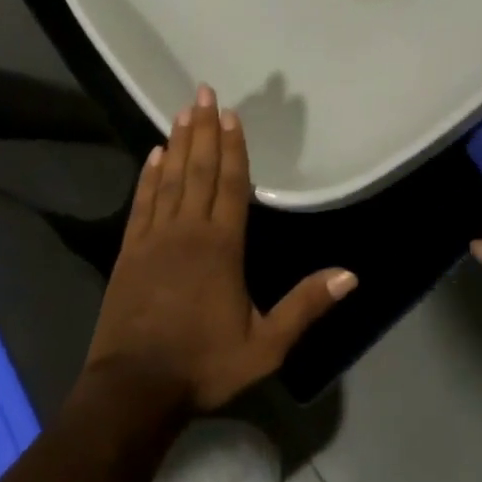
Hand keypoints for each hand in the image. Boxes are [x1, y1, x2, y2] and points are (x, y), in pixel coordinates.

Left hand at [84, 85, 357, 412]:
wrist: (134, 389)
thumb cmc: (204, 364)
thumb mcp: (266, 347)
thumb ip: (305, 306)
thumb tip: (351, 275)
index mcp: (222, 246)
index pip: (231, 184)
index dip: (232, 147)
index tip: (231, 114)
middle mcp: (188, 230)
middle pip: (199, 169)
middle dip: (203, 128)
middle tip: (203, 92)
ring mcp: (155, 237)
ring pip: (170, 178)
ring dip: (178, 142)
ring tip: (182, 111)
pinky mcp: (130, 251)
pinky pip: (143, 202)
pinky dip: (148, 175)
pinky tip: (153, 154)